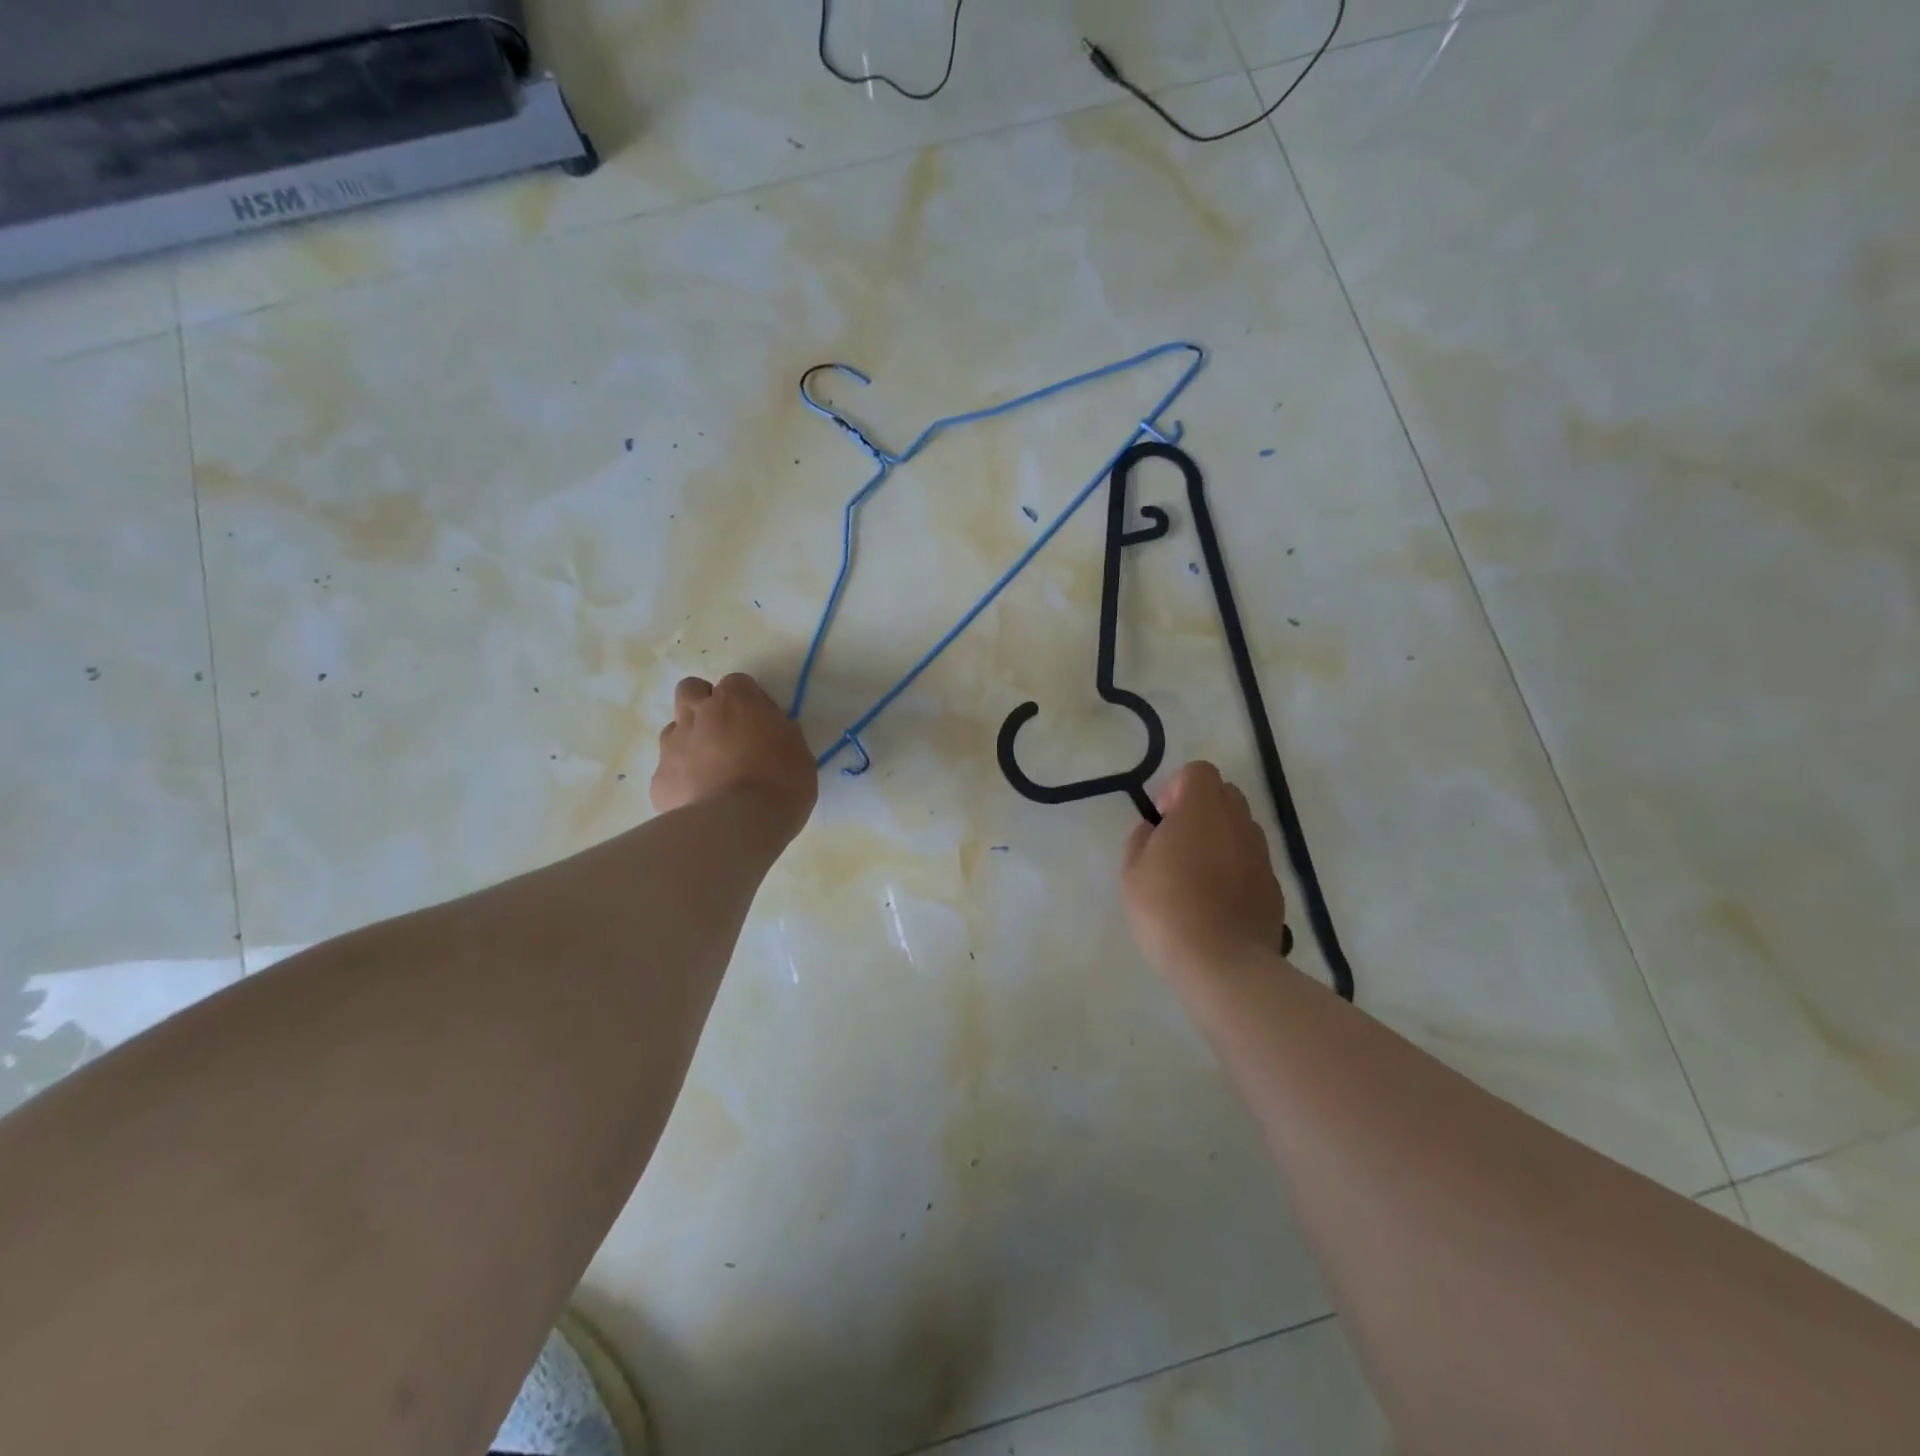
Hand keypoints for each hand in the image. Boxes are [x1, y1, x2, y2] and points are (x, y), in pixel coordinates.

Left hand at [652, 674, 817, 843]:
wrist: (736, 827)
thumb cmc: (780, 785)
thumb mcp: (799, 752)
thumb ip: (780, 732)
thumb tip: (769, 730)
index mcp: (735, 701)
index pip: (737, 683)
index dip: (749, 701)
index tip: (762, 723)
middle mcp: (697, 714)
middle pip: (691, 690)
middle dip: (705, 704)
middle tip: (727, 732)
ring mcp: (672, 746)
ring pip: (675, 729)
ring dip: (691, 740)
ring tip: (712, 770)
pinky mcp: (659, 779)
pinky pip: (669, 770)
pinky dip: (682, 778)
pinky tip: (700, 799)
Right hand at [1123, 761, 1287, 976]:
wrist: (1223, 962)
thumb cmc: (1167, 908)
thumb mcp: (1132, 871)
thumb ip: (1142, 839)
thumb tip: (1154, 829)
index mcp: (1202, 809)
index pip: (1199, 772)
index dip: (1177, 788)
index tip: (1162, 819)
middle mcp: (1238, 822)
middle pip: (1225, 795)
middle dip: (1201, 809)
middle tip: (1176, 843)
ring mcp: (1261, 855)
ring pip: (1241, 828)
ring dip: (1220, 838)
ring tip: (1197, 874)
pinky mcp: (1273, 886)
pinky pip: (1251, 862)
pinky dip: (1235, 869)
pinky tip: (1216, 900)